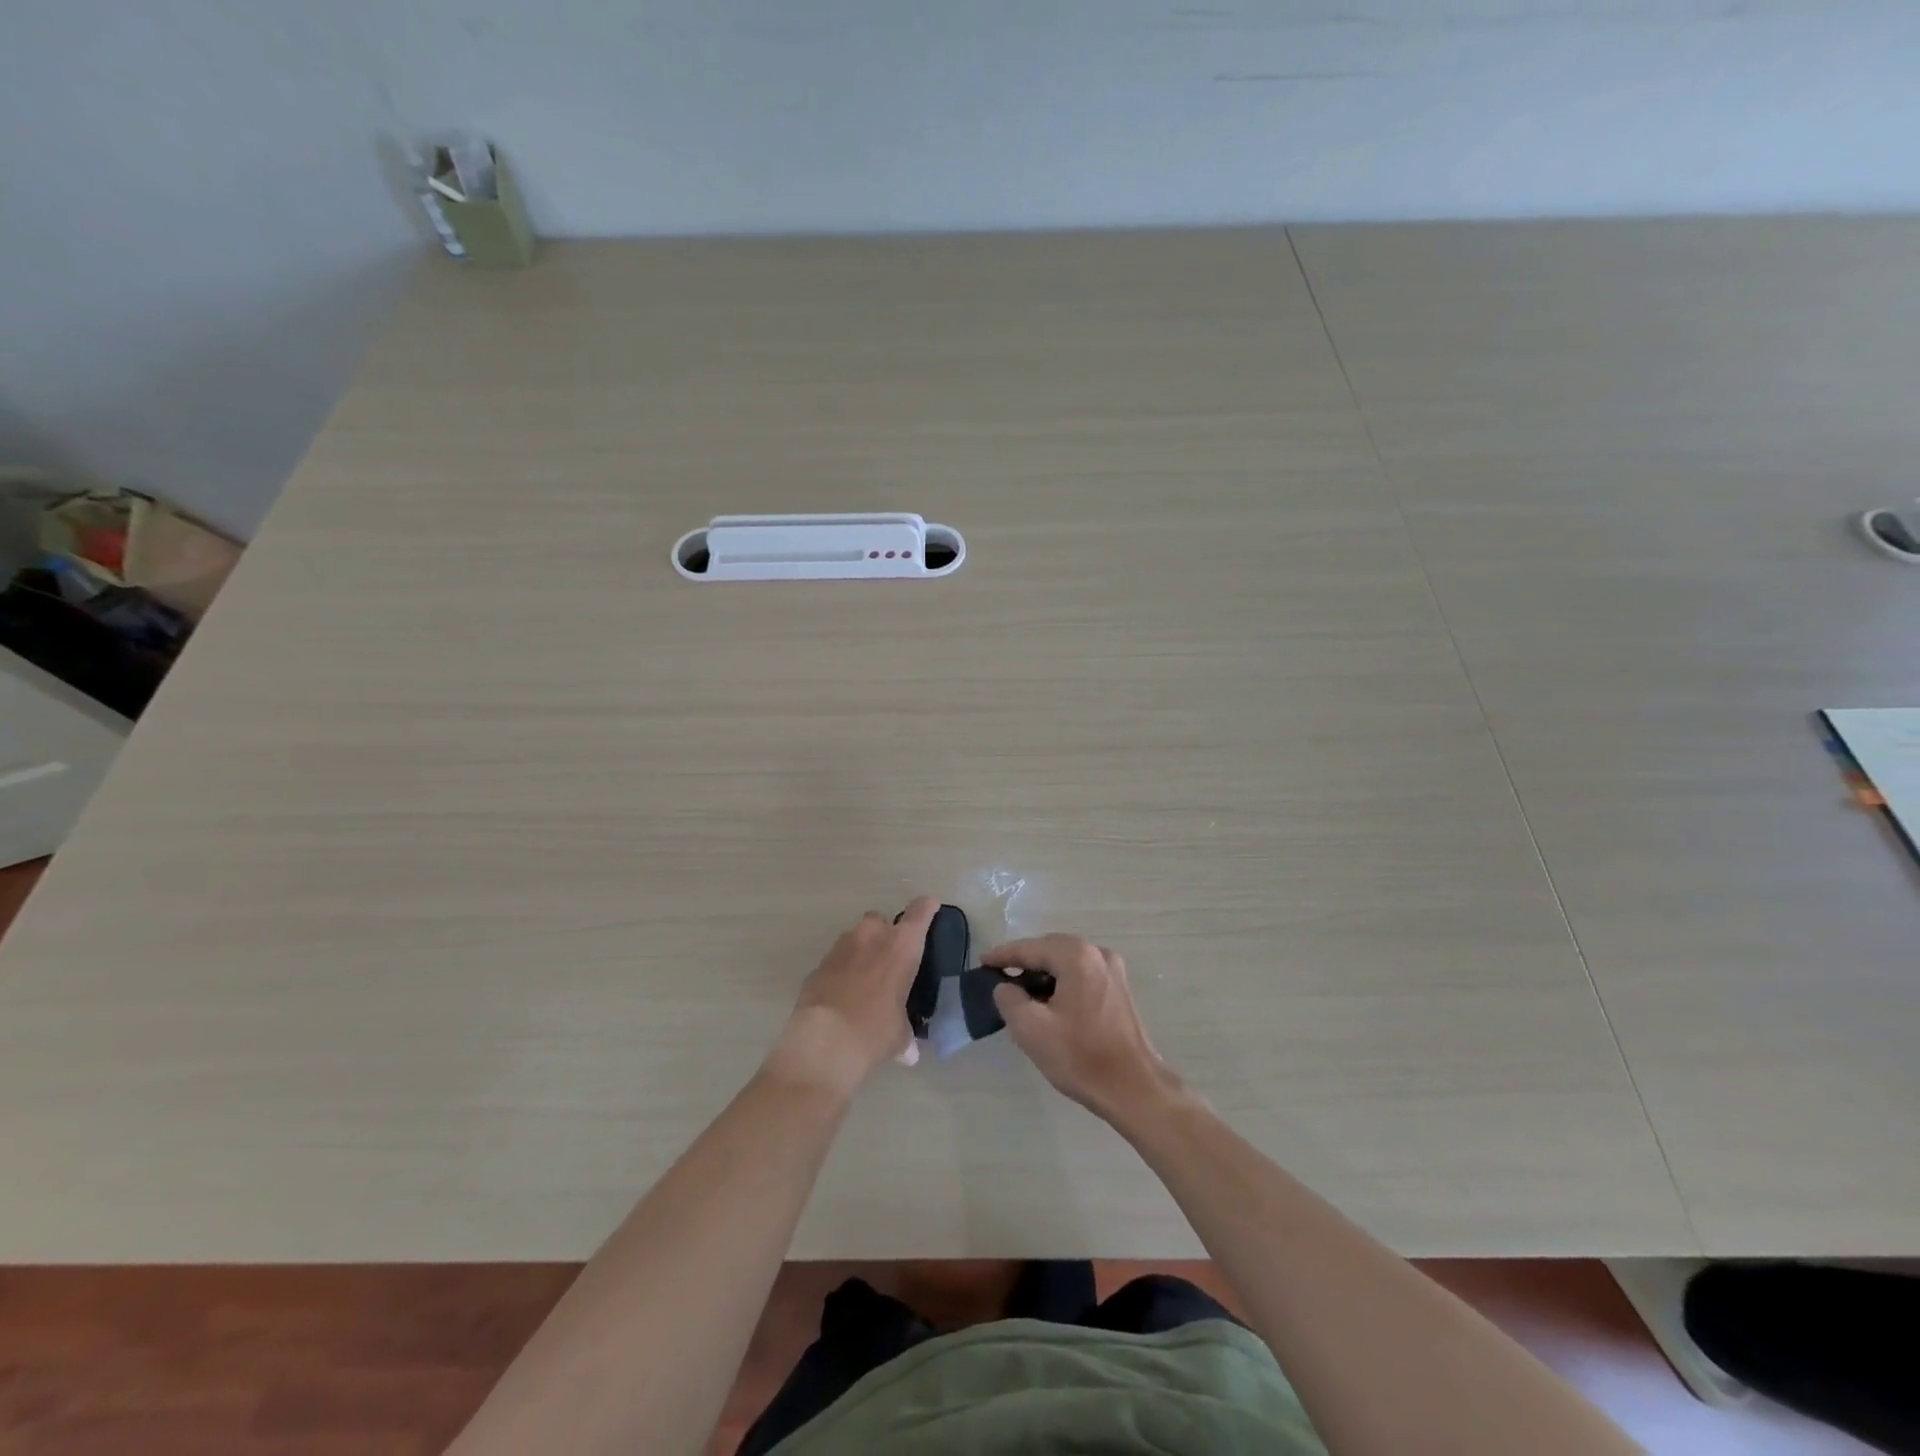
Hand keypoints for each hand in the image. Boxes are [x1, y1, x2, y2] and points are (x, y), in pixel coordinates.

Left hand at [770, 897, 938, 1095]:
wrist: (824, 1042)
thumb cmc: (875, 1031)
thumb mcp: (899, 1036)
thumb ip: (905, 1035)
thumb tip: (909, 1053)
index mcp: (901, 946)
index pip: (919, 912)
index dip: (926, 908)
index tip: (929, 907)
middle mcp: (871, 937)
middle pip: (879, 920)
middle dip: (883, 934)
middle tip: (888, 960)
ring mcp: (839, 948)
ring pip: (853, 939)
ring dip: (860, 953)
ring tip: (863, 982)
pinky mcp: (817, 966)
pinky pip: (834, 962)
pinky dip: (839, 973)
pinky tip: (841, 997)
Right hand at [980, 934, 1175, 1123]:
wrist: (1134, 1089)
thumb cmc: (1081, 1057)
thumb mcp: (1031, 1029)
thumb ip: (1009, 999)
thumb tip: (1006, 987)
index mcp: (1076, 956)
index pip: (1030, 948)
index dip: (1003, 955)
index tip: (982, 962)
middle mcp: (1098, 953)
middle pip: (1050, 950)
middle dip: (1024, 962)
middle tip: (999, 977)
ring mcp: (1113, 971)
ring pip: (1067, 964)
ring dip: (1043, 974)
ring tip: (1020, 993)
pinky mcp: (1120, 990)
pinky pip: (1081, 976)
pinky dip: (1062, 984)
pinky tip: (1049, 1004)